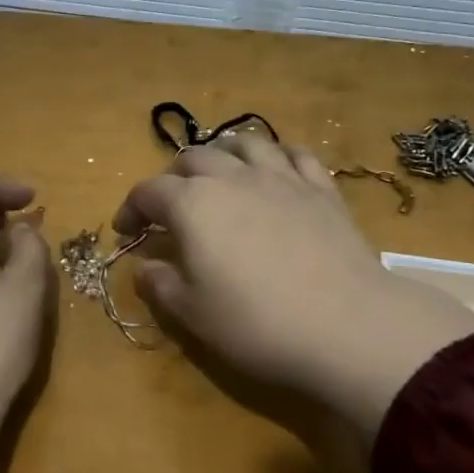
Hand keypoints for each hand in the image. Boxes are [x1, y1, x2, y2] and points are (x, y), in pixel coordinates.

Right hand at [114, 137, 473, 439]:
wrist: (346, 326)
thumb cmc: (257, 324)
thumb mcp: (192, 314)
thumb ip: (160, 284)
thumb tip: (145, 266)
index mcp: (193, 205)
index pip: (148, 192)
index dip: (131, 210)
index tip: (127, 233)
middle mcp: (233, 178)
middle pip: (193, 159)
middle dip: (173, 179)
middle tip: (171, 208)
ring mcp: (281, 177)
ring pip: (243, 145)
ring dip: (222, 156)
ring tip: (220, 177)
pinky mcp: (321, 188)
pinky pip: (295, 154)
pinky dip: (277, 156)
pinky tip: (276, 171)